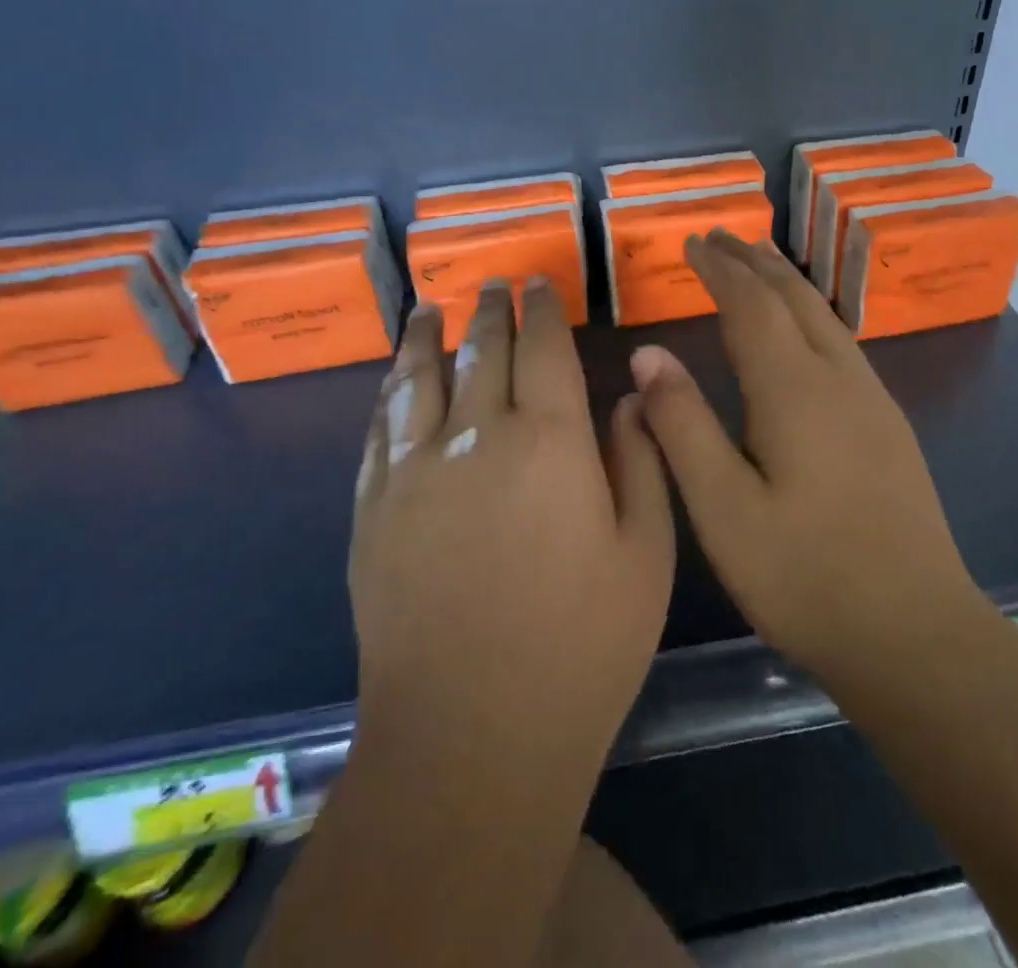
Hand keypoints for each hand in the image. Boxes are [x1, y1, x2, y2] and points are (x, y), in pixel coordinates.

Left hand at [351, 278, 674, 781]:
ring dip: (426, 335)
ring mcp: (415, 469)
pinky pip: (379, 428)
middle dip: (490, 310)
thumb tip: (628, 399)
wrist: (470, 736)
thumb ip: (641, 464)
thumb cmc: (580, 647)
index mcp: (550, 441)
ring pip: (418, 377)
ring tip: (428, 306)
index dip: (541, 309)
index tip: (537, 282)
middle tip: (492, 284)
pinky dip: (389, 392)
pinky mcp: (374, 507)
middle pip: (481, 350)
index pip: (544, 348)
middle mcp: (477, 434)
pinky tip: (393, 379)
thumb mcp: (644, 556)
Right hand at [628, 231, 983, 694]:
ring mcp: (872, 401)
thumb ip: (682, 424)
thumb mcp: (722, 507)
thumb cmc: (805, 575)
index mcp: (794, 388)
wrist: (916, 634)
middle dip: (755, 261)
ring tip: (757, 265)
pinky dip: (809, 314)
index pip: (751, 304)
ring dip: (786, 282)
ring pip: (824, 316)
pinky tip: (802, 333)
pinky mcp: (888, 426)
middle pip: (794, 297)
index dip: (719, 268)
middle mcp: (838, 378)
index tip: (692, 242)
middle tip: (720, 237)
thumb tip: (648, 353)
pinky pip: (841, 343)